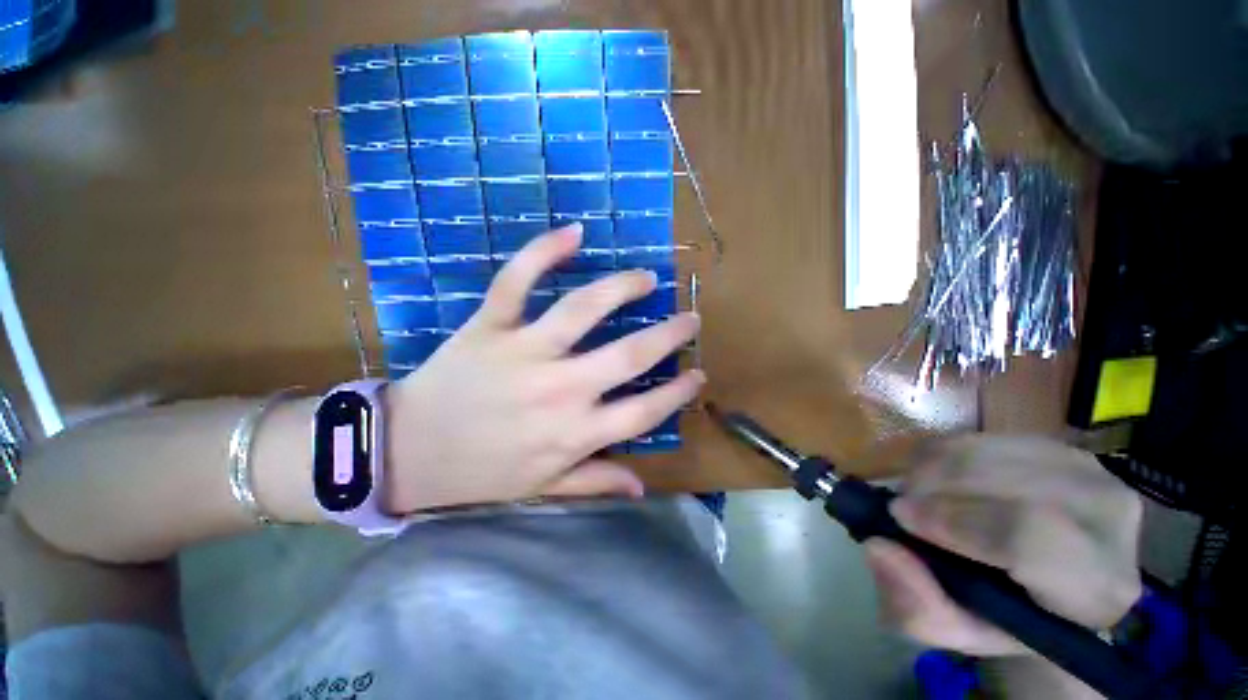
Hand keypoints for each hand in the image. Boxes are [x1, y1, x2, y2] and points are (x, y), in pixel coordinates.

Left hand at [383, 224, 703, 512]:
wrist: (406, 452)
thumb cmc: (479, 473)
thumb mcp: (542, 489)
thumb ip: (594, 482)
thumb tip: (640, 488)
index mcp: (574, 433)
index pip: (644, 412)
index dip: (678, 393)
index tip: (698, 374)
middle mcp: (559, 390)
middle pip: (629, 355)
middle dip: (669, 335)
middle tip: (690, 318)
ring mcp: (523, 352)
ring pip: (583, 309)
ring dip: (622, 288)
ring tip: (645, 278)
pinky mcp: (489, 326)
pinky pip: (516, 281)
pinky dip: (543, 252)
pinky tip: (573, 233)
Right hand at [865, 436, 1142, 656]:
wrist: (1053, 579)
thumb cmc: (1008, 616)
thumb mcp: (962, 633)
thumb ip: (921, 608)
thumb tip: (878, 547)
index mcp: (1099, 584)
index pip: (1031, 537)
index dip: (956, 523)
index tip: (900, 516)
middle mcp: (1108, 516)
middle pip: (1003, 484)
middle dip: (933, 490)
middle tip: (901, 508)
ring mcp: (1085, 468)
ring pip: (985, 453)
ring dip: (931, 470)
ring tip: (917, 496)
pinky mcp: (1053, 443)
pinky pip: (978, 437)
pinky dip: (939, 455)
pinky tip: (934, 480)